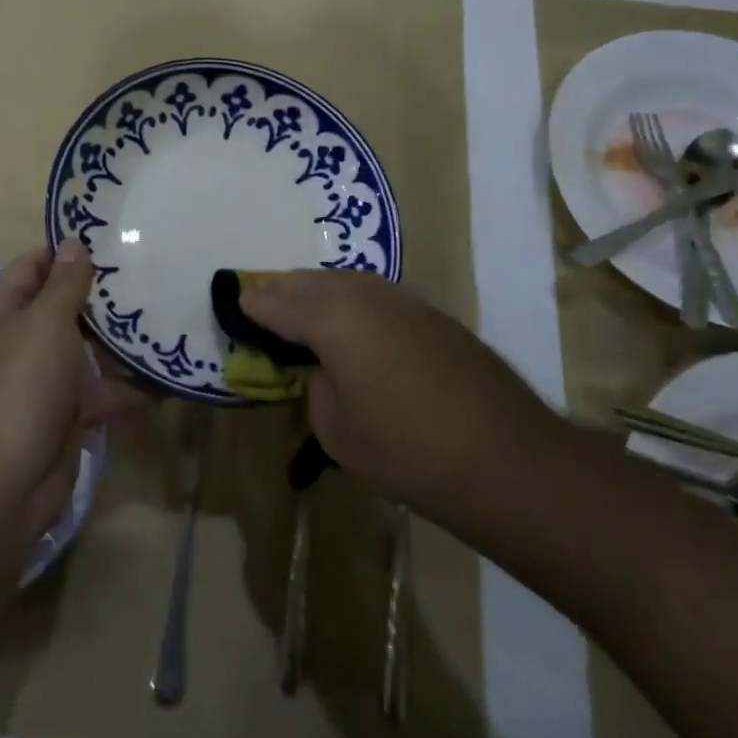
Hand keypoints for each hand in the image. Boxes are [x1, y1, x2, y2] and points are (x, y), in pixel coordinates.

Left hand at [0, 243, 135, 541]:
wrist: (4, 486)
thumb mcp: (44, 324)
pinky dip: (126, 389)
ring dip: (118, 343)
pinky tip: (164, 380)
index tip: (112, 243)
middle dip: (101, 298)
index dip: (66, 254)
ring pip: (83, 351)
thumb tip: (73, 243)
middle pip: (60, 308)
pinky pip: (97, 392)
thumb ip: (64, 283)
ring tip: (164, 320)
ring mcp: (39, 382)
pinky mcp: (62, 416)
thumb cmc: (21, 388)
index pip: (32, 267)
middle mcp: (15, 343)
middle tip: (149, 277)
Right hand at [237, 271, 573, 525]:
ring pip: (345, 280)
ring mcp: (403, 300)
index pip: (278, 303)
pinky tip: (349, 317)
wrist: (504, 457)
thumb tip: (324, 367)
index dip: (252, 303)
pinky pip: (373, 292)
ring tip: (299, 303)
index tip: (233, 301)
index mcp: (332, 318)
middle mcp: (364, 295)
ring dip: (316, 288)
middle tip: (259, 297)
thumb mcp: (336, 429)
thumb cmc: (406, 450)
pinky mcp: (430, 314)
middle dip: (281, 288)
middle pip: (310, 281)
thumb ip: (317, 386)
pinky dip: (349, 298)